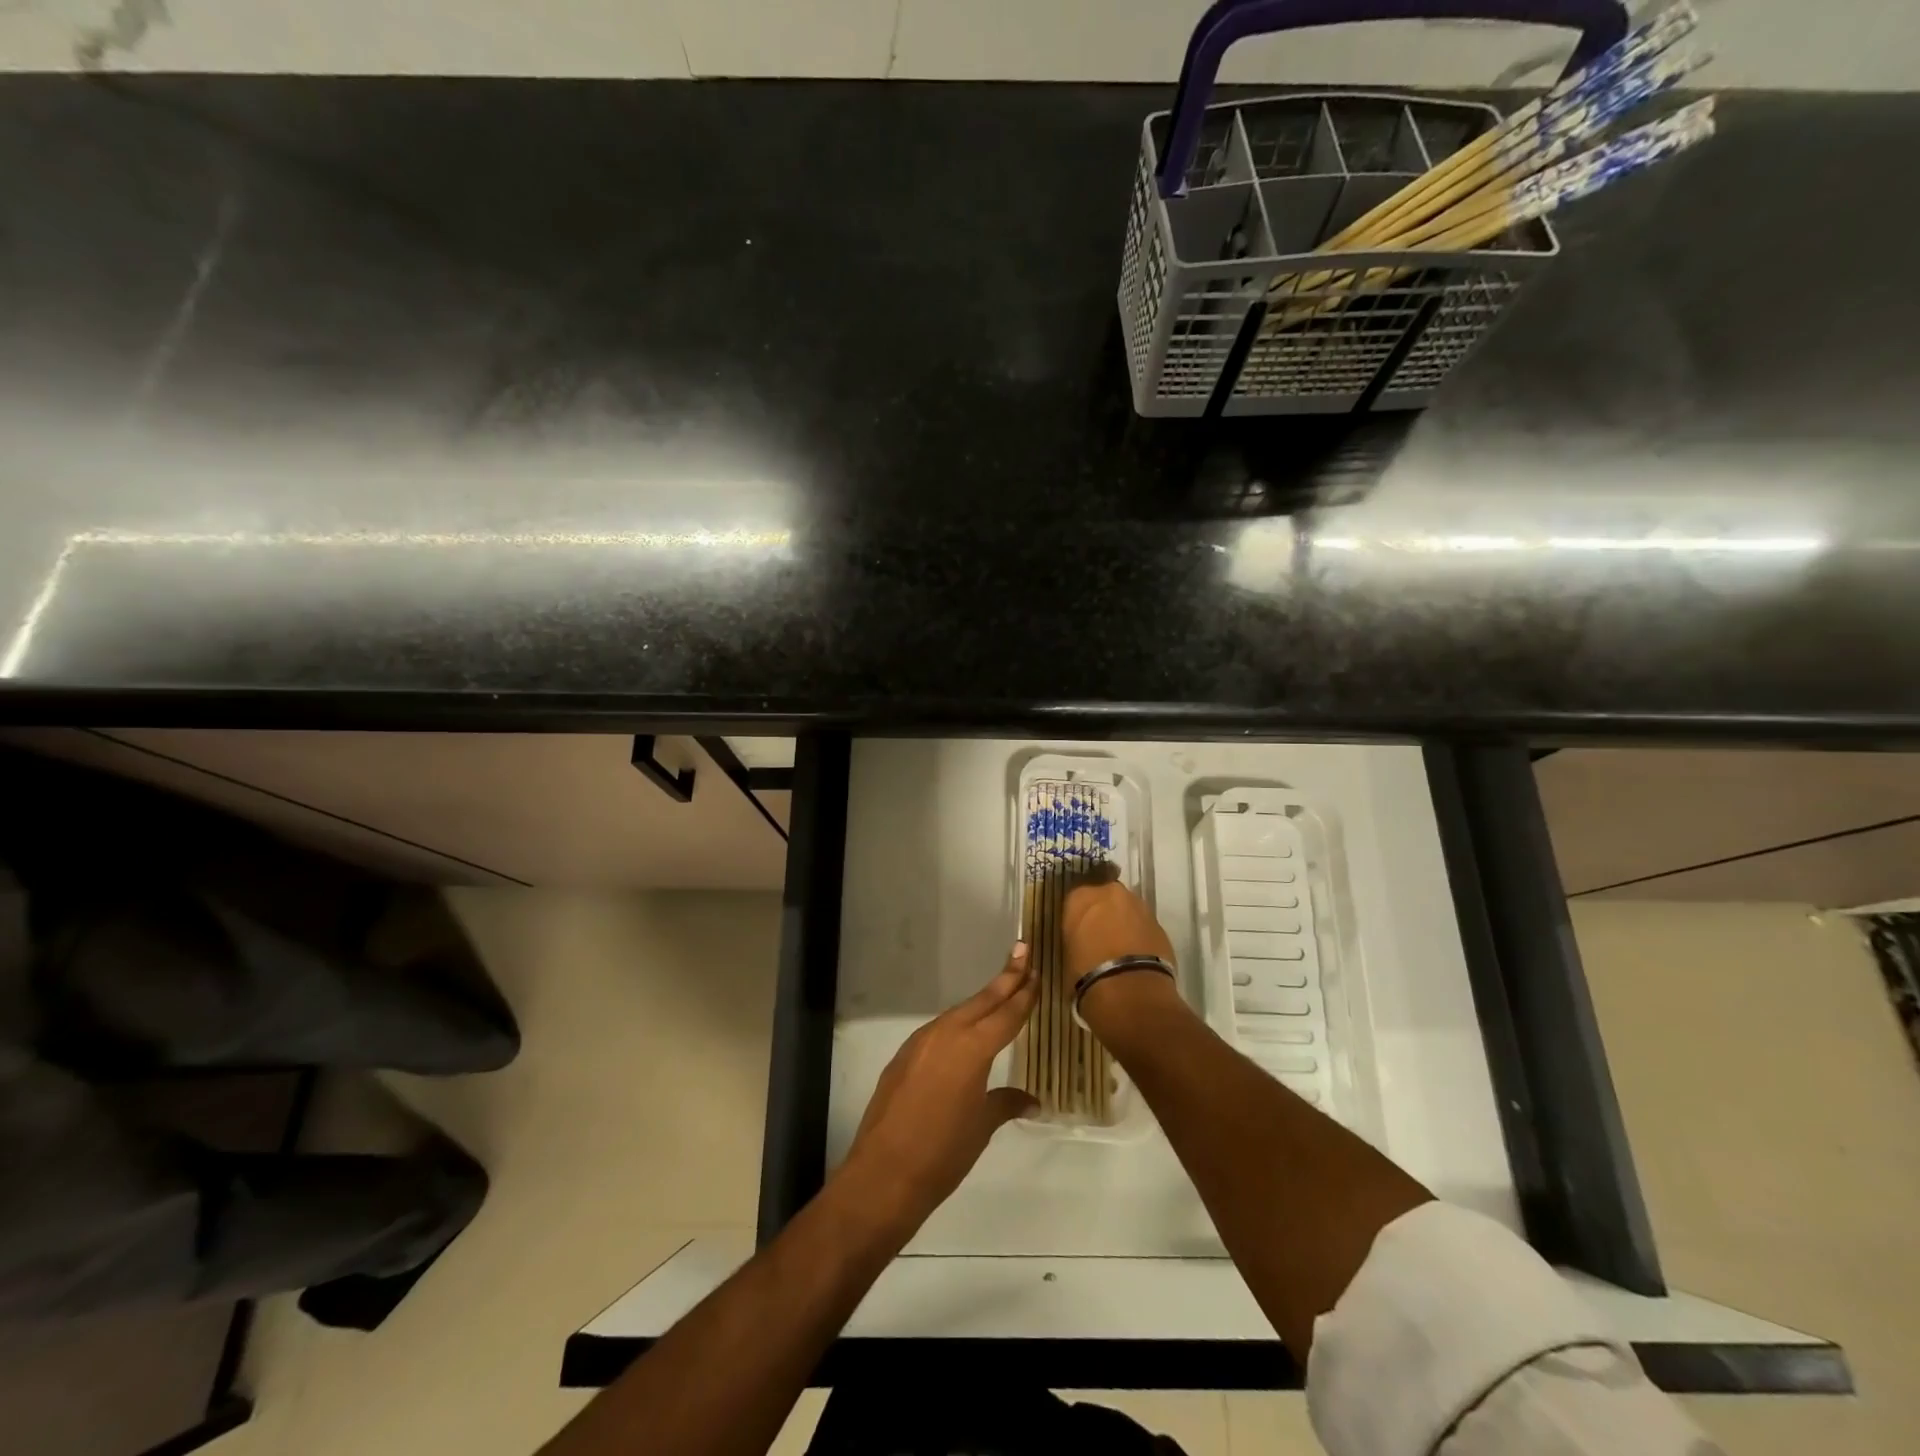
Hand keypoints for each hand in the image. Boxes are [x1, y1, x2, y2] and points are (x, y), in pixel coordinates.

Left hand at [839, 945, 1038, 1232]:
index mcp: (972, 1048)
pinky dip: (959, 1023)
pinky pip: (939, 1030)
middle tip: (1023, 951)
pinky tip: (965, 1032)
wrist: (884, 1173)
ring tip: (1002, 988)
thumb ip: (1005, 1103)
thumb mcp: (981, 1127)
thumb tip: (1031, 1099)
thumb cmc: (943, 1153)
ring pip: (959, 1013)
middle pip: (983, 1001)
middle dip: (1006, 978)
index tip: (1036, 971)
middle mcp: (946, 1034)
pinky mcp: (904, 1055)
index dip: (1024, 994)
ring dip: (982, 1001)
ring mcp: (921, 1042)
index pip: (1006, 1015)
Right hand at [1062, 878, 1182, 1024]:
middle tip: (1099, 937)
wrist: (1129, 989)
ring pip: (1128, 910)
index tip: (1077, 932)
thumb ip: (1076, 938)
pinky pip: (1144, 926)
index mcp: (1081, 897)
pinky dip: (1140, 936)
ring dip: (1124, 923)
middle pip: (1105, 898)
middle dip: (1103, 914)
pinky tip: (1136, 957)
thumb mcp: (1068, 954)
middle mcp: (1110, 893)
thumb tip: (1083, 942)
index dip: (1077, 917)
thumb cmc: (1086, 973)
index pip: (1075, 899)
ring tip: (1120, 949)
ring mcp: (1139, 906)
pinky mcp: (1160, 924)